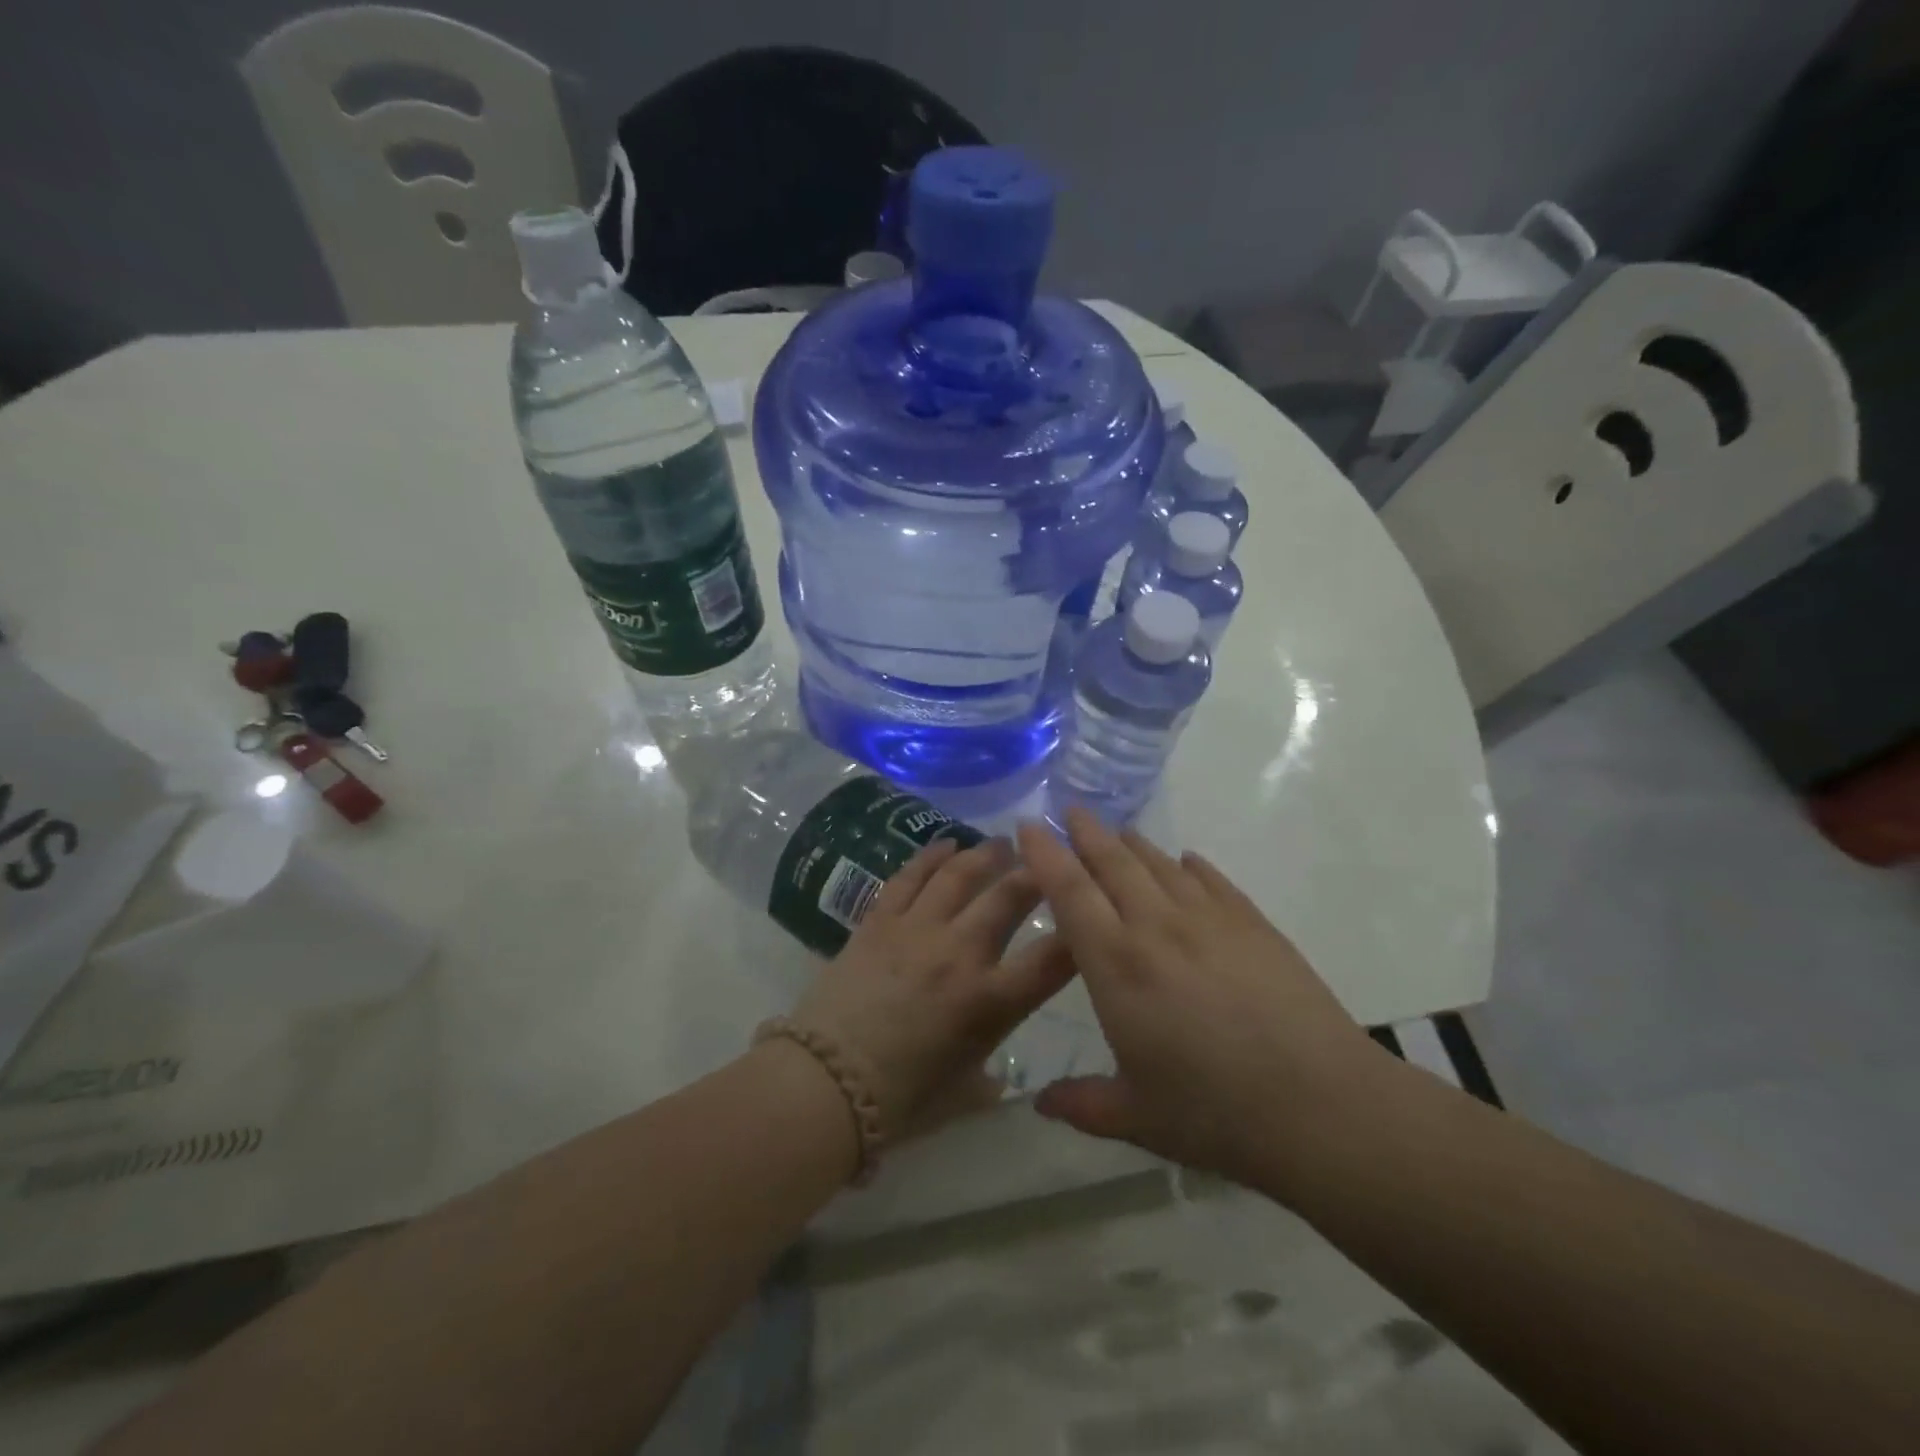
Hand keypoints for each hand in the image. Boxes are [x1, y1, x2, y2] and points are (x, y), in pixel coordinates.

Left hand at [791, 837, 1076, 1137]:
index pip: (1052, 960)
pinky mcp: (879, 921)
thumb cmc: (900, 1100)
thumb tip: (996, 1075)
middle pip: (1009, 897)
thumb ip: (988, 1077)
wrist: (825, 1084)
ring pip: (960, 875)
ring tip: (1003, 843)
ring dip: (986, 854)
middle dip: (1035, 874)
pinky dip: (930, 856)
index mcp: (991, 1003)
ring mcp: (917, 930)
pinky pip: (909, 877)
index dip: (1079, 931)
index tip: (1089, 912)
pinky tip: (946, 844)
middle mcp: (961, 954)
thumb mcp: (962, 1094)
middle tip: (1045, 861)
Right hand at [1016, 808, 1390, 1198]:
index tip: (1028, 826)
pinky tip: (1185, 862)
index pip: (1070, 892)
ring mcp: (1209, 919)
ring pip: (1159, 864)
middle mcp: (1157, 927)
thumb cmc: (1215, 1113)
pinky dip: (1188, 865)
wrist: (1321, 1106)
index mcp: (1117, 965)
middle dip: (1086, 832)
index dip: (1045, 854)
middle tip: (1069, 810)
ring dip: (1132, 843)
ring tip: (1118, 832)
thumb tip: (1038, 1103)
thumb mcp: (1136, 1117)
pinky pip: (1211, 879)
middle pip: (1113, 862)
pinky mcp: (1253, 923)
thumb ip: (1082, 1105)